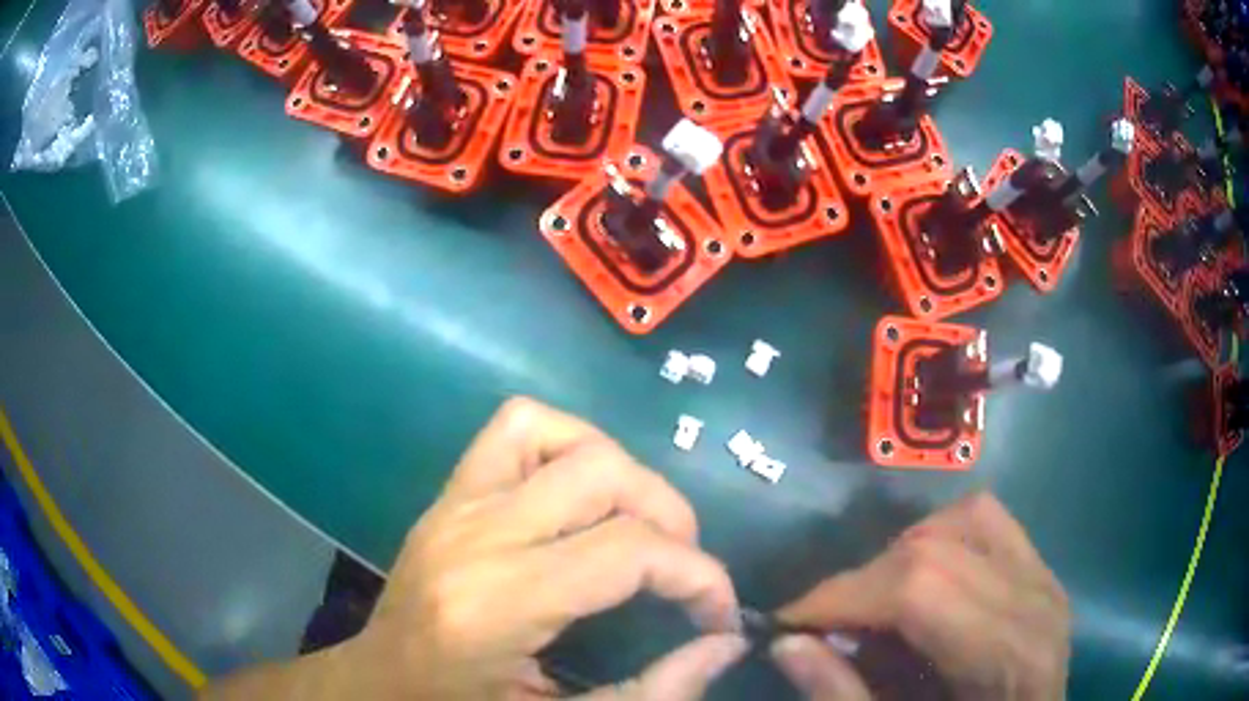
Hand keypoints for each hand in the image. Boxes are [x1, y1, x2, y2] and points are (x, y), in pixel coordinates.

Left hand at [343, 397, 744, 699]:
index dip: (697, 576)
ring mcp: (453, 506)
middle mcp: (472, 537)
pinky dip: (565, 443)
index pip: (625, 552)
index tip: (719, 613)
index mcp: (494, 607)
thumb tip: (725, 643)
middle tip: (683, 571)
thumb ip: (650, 692)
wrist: (379, 684)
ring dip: (619, 470)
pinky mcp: (447, 495)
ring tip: (640, 526)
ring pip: (555, 433)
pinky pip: (513, 429)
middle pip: (601, 476)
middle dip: (670, 517)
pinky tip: (581, 494)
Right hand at [771, 493, 1069, 699]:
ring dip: (904, 553)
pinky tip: (928, 580)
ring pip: (965, 518)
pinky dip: (944, 538)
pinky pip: (989, 522)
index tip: (788, 622)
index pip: (920, 590)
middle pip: (937, 550)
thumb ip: (844, 697)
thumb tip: (786, 645)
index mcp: (1007, 657)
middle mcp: (1036, 601)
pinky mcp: (1043, 571)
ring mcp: (1045, 578)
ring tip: (879, 603)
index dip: (844, 597)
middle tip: (827, 623)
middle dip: (863, 581)